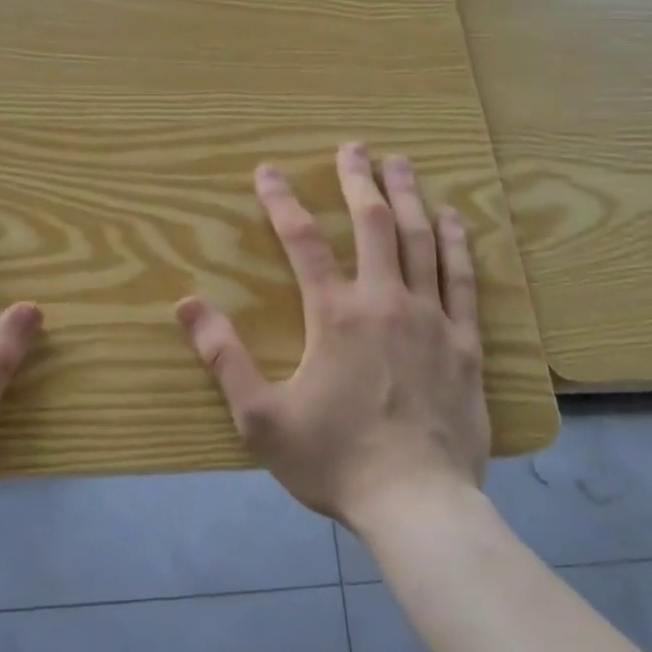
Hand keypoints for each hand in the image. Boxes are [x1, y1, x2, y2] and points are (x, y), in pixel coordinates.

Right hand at [175, 143, 487, 527]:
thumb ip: (223, 357)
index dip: (282, 200)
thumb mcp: (261, 417)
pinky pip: (464, 279)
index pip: (302, 240)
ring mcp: (432, 318)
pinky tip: (454, 218)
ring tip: (400, 162)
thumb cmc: (335, 461)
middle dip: (359, 179)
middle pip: (374, 223)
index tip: (267, 170)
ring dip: (409, 196)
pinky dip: (458, 243)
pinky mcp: (466, 342)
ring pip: (421, 240)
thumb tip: (185, 304)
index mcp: (335, 314)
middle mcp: (385, 301)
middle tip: (354, 145)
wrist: (418, 506)